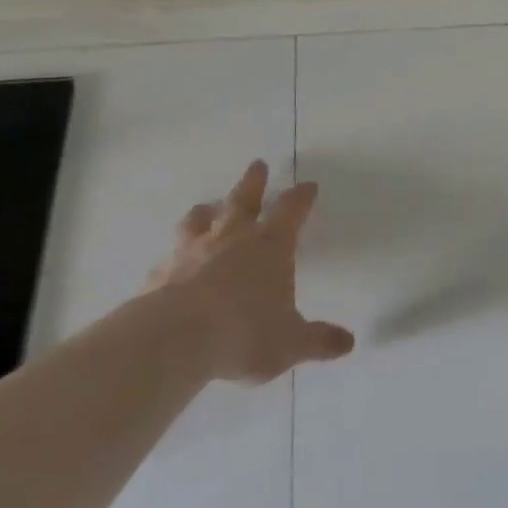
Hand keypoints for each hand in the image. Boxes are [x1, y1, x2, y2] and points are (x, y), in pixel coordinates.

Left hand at [149, 160, 354, 383]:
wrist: (173, 342)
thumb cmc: (244, 333)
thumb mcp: (290, 342)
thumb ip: (318, 340)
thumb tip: (349, 343)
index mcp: (270, 246)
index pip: (291, 211)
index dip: (301, 197)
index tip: (308, 185)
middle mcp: (231, 239)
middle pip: (244, 200)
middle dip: (253, 182)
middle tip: (257, 164)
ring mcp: (191, 254)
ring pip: (199, 221)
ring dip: (206, 212)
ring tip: (207, 207)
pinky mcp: (158, 276)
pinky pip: (167, 259)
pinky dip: (173, 257)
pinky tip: (169, 264)